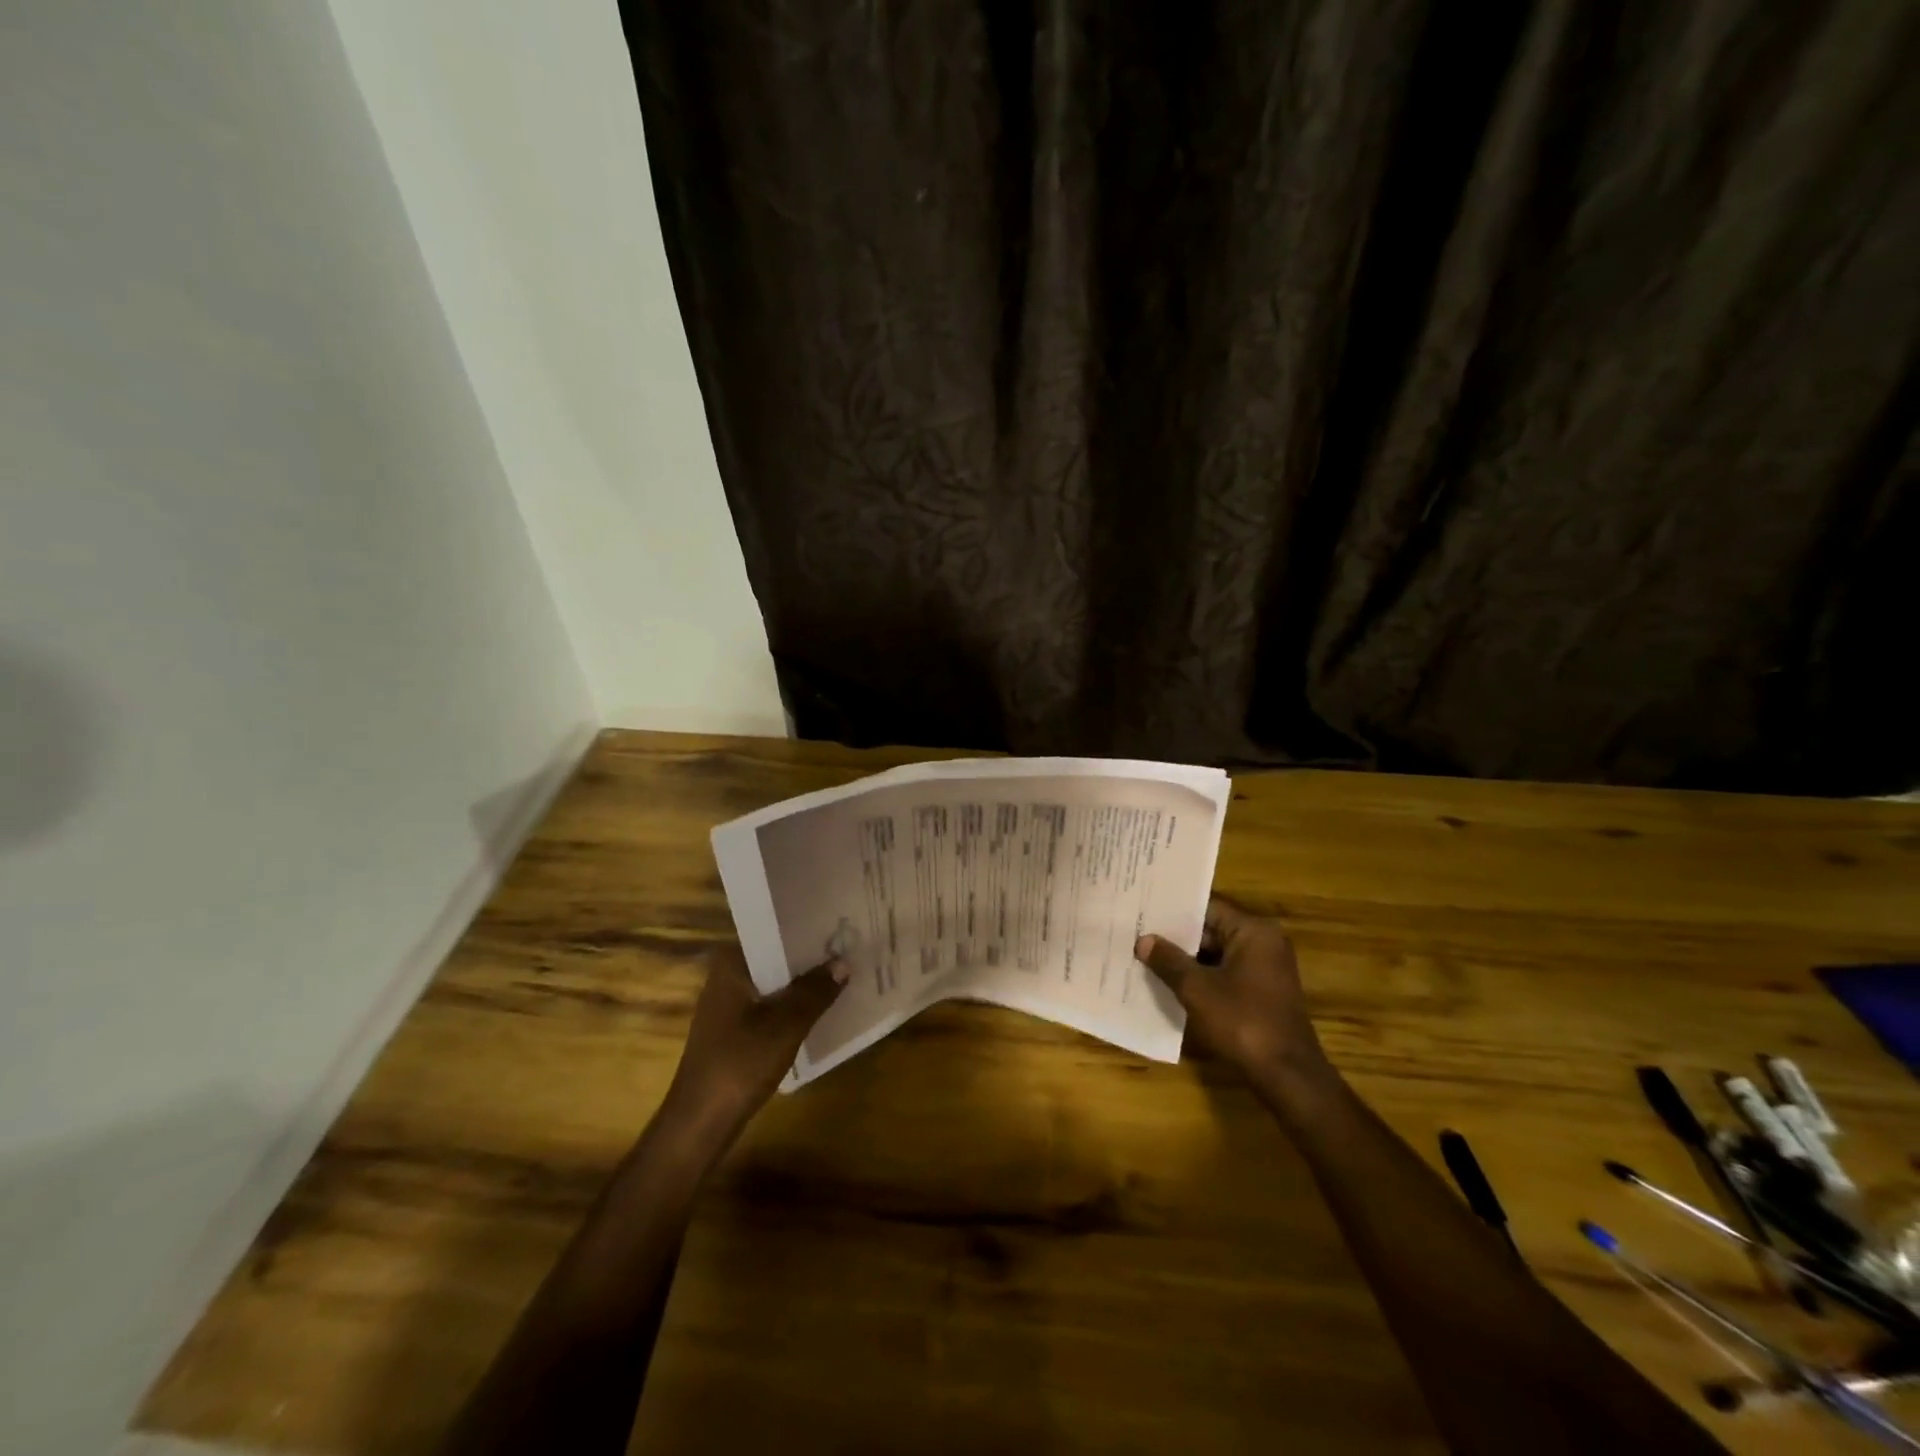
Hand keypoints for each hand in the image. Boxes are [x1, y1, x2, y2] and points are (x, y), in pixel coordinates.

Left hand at [664, 945, 847, 1140]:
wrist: (700, 1125)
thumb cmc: (739, 1065)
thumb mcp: (785, 1026)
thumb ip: (815, 991)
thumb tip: (844, 962)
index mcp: (731, 964)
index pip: (774, 931)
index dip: (807, 928)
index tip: (840, 924)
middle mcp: (727, 976)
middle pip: (776, 956)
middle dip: (810, 956)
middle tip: (851, 946)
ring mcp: (729, 1004)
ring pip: (775, 982)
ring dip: (804, 982)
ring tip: (844, 972)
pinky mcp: (734, 1029)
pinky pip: (771, 1004)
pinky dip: (793, 1004)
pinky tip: (822, 1007)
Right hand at [1136, 898, 1329, 1084]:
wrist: (1287, 1076)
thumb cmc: (1242, 1022)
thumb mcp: (1197, 989)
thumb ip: (1168, 961)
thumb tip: (1143, 940)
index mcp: (1253, 932)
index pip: (1207, 908)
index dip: (1173, 911)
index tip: (1142, 910)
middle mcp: (1264, 943)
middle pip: (1212, 931)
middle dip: (1177, 938)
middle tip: (1138, 934)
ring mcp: (1266, 970)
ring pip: (1217, 955)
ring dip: (1187, 960)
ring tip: (1146, 957)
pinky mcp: (1263, 993)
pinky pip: (1226, 974)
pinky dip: (1202, 978)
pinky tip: (1171, 983)